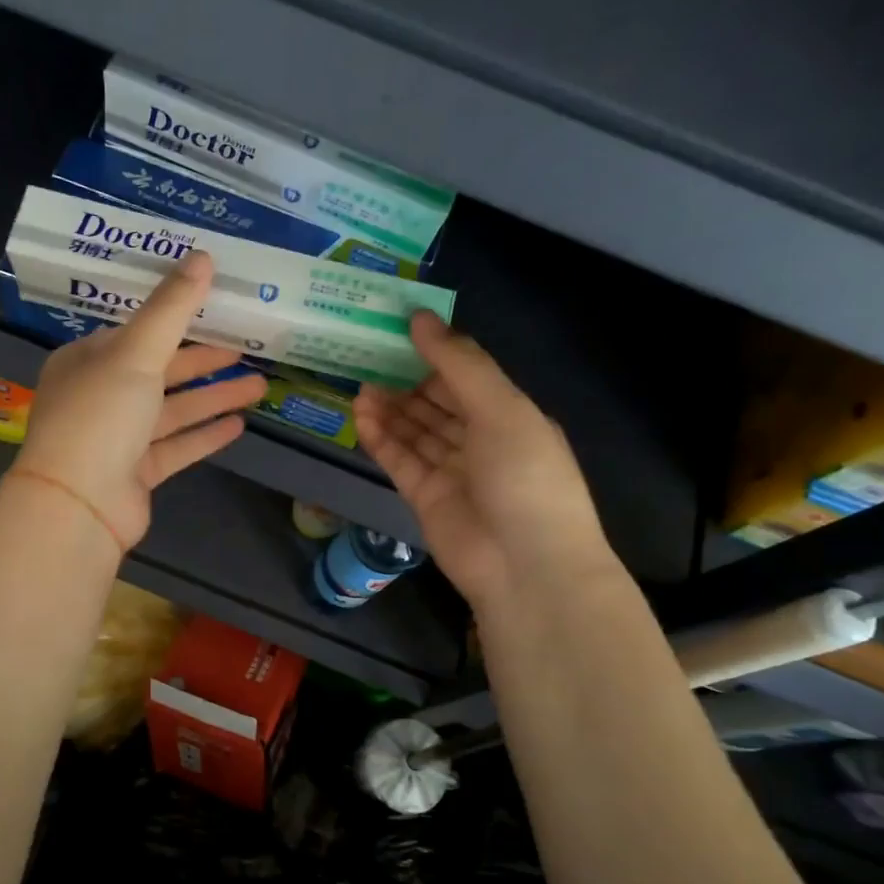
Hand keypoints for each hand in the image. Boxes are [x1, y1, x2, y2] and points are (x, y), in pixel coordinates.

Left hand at [8, 251, 266, 550]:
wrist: (78, 505)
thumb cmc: (100, 416)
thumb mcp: (136, 353)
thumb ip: (172, 308)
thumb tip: (203, 256)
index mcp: (87, 361)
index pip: (137, 333)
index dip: (177, 319)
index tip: (216, 309)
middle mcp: (100, 396)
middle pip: (160, 371)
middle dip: (205, 361)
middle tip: (248, 348)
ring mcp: (118, 438)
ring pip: (173, 410)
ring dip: (213, 397)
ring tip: (260, 385)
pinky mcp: (136, 473)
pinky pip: (176, 447)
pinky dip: (204, 435)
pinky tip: (239, 425)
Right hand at [354, 312, 613, 612]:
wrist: (525, 567)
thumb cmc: (526, 478)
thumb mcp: (502, 409)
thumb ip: (459, 364)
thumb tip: (420, 317)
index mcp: (511, 416)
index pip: (467, 376)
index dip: (434, 352)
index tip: (397, 328)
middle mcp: (482, 441)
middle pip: (437, 403)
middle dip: (405, 380)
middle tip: (366, 355)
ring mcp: (452, 471)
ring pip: (415, 431)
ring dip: (389, 408)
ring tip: (357, 384)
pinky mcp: (425, 498)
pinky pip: (400, 460)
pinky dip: (381, 439)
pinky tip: (360, 415)